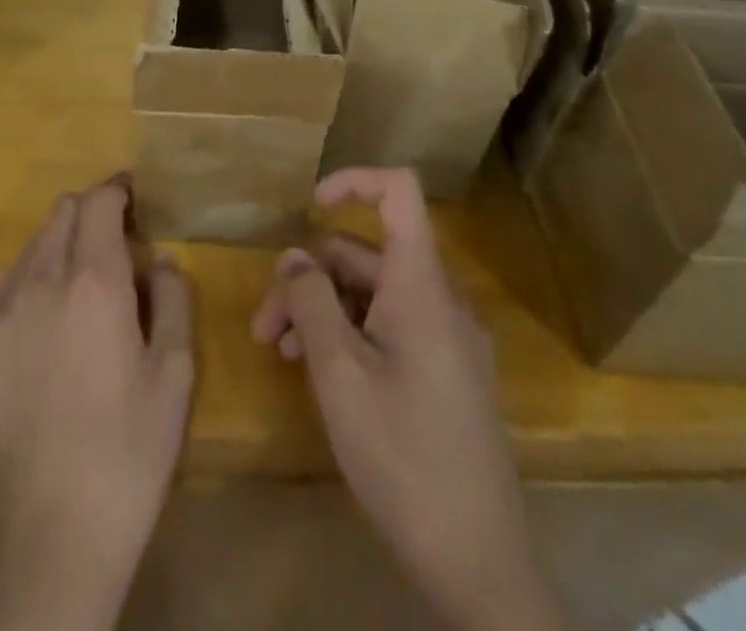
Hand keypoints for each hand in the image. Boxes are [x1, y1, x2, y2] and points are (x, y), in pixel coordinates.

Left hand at [0, 177, 194, 630]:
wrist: (50, 538)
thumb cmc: (128, 450)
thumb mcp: (175, 372)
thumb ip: (173, 298)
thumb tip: (158, 260)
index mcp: (92, 281)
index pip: (98, 201)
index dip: (117, 190)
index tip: (132, 198)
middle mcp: (36, 283)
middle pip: (59, 216)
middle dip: (88, 217)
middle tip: (110, 250)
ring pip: (24, 253)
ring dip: (53, 255)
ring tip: (71, 298)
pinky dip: (20, 296)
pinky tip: (35, 342)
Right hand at [251, 168, 566, 630]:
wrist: (480, 564)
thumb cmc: (404, 458)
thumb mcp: (340, 376)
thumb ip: (311, 303)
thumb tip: (293, 256)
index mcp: (421, 286)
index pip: (399, 191)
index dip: (353, 181)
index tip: (308, 206)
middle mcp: (439, 299)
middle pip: (367, 254)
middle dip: (310, 278)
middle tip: (265, 330)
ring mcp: (447, 337)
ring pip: (374, 293)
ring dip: (324, 310)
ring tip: (283, 354)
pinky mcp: (446, 371)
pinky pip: (392, 326)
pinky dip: (351, 333)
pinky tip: (320, 373)